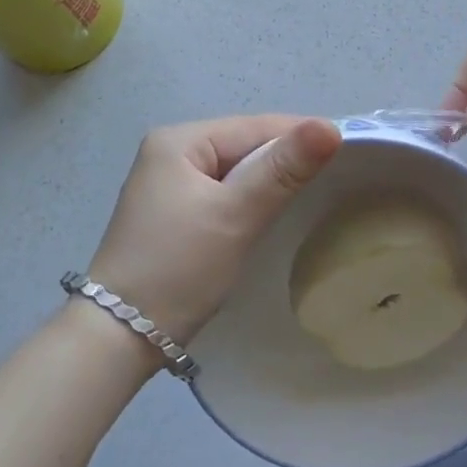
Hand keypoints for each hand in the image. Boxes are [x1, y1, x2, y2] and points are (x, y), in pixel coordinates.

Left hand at [87, 115, 342, 346]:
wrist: (116, 339)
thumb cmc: (178, 268)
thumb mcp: (235, 216)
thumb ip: (282, 170)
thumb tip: (330, 127)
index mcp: (180, 140)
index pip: (255, 126)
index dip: (301, 136)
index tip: (350, 151)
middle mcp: (170, 152)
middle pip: (244, 145)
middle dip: (285, 160)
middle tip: (336, 177)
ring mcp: (168, 183)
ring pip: (235, 170)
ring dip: (269, 181)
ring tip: (312, 195)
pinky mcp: (171, 212)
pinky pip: (222, 192)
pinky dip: (248, 199)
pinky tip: (270, 213)